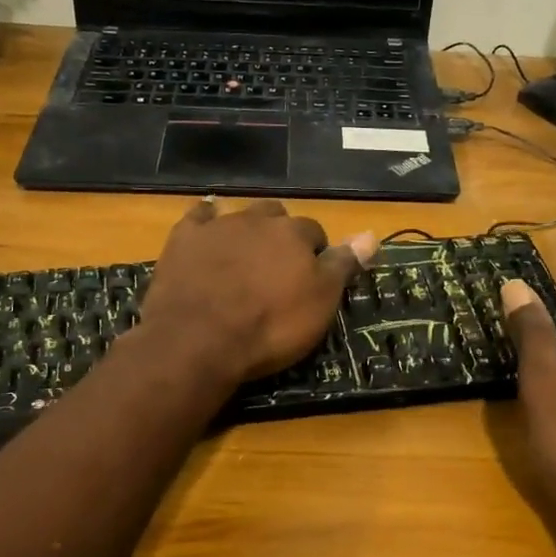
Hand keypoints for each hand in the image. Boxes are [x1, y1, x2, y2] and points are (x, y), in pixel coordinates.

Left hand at [140, 199, 376, 386]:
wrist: (199, 340)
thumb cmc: (270, 326)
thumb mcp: (320, 302)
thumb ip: (343, 265)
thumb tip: (372, 233)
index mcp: (294, 234)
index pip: (314, 233)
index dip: (315, 253)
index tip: (311, 277)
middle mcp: (257, 220)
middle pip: (276, 218)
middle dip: (280, 235)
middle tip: (277, 267)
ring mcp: (217, 227)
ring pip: (239, 216)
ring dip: (246, 230)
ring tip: (245, 257)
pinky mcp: (183, 240)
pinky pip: (198, 217)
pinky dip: (205, 220)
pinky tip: (206, 226)